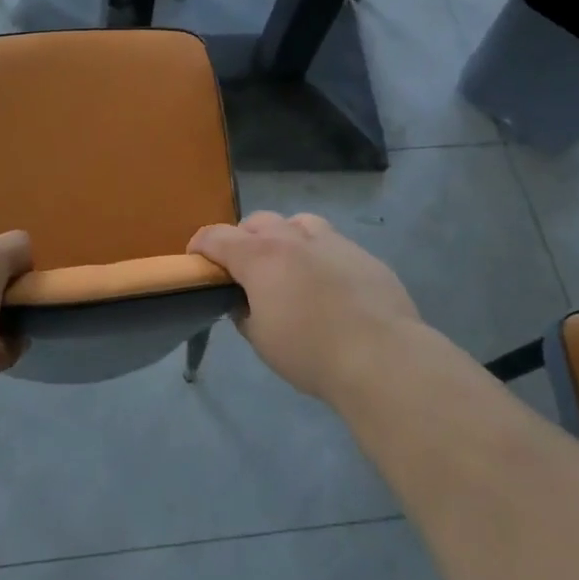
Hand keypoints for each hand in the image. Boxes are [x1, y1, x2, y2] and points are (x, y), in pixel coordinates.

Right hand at [189, 212, 427, 403]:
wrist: (382, 357)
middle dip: (244, 239)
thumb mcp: (261, 339)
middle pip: (258, 222)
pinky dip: (319, 255)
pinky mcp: (363, 255)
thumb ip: (244, 312)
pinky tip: (329, 285)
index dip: (200, 245)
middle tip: (245, 268)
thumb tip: (243, 301)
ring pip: (298, 223)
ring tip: (289, 267)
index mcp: (260, 257)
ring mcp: (332, 242)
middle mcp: (293, 238)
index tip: (196, 258)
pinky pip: (332, 243)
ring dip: (285, 237)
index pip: (217, 236)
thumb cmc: (310, 352)